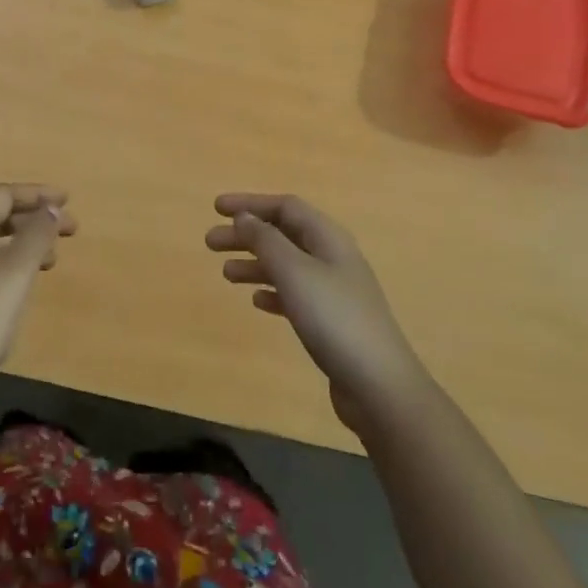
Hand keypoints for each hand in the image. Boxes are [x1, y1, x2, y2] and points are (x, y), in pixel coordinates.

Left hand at [0, 184, 76, 415]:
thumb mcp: (14, 274)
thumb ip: (36, 235)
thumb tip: (50, 208)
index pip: (2, 196)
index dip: (37, 194)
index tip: (68, 202)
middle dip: (34, 219)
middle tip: (69, 233)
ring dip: (23, 244)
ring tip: (51, 263)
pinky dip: (8, 266)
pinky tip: (19, 289)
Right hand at [206, 192, 429, 431]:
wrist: (378, 384)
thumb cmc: (333, 318)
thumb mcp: (294, 272)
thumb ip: (266, 241)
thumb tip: (245, 217)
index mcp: (328, 238)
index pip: (286, 207)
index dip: (250, 204)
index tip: (217, 208)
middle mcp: (332, 258)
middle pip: (283, 235)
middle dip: (246, 234)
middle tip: (210, 243)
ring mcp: (334, 291)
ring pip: (287, 265)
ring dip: (255, 264)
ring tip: (225, 274)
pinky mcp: (332, 322)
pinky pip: (296, 295)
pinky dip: (273, 292)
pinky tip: (257, 302)